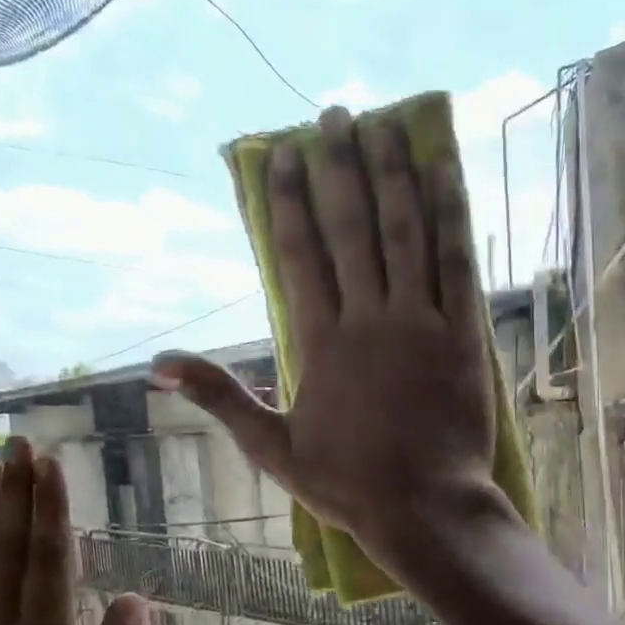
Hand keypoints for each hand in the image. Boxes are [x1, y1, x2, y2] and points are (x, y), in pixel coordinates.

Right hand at [153, 107, 501, 559]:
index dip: (292, 198)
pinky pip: (457, 262)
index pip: (300, 252)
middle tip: (336, 116)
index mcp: (319, 341)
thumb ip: (221, 397)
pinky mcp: (464, 334)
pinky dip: (450, 214)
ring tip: (385, 125)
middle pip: (351, 227)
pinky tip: (444, 172)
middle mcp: (368, 317)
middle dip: (342, 166)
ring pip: (404, 231)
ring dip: (392, 173)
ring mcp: (421, 322)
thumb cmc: (347, 484)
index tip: (289, 153)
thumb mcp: (272, 448)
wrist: (424, 508)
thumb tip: (160, 363)